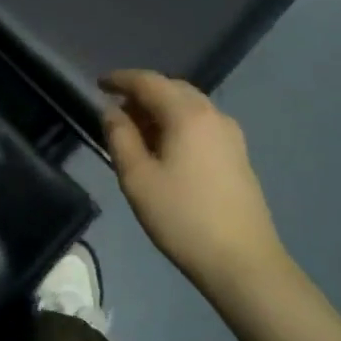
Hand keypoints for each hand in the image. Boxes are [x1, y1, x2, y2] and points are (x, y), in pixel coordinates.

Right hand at [100, 70, 289, 304]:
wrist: (242, 260)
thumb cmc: (182, 217)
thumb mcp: (137, 178)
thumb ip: (120, 137)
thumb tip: (112, 111)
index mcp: (187, 114)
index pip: (148, 82)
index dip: (121, 79)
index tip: (99, 83)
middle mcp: (213, 114)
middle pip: (172, 89)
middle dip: (142, 93)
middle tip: (116, 110)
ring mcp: (230, 134)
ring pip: (189, 106)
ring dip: (161, 109)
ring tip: (137, 131)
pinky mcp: (237, 154)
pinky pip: (201, 124)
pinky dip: (178, 124)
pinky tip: (165, 148)